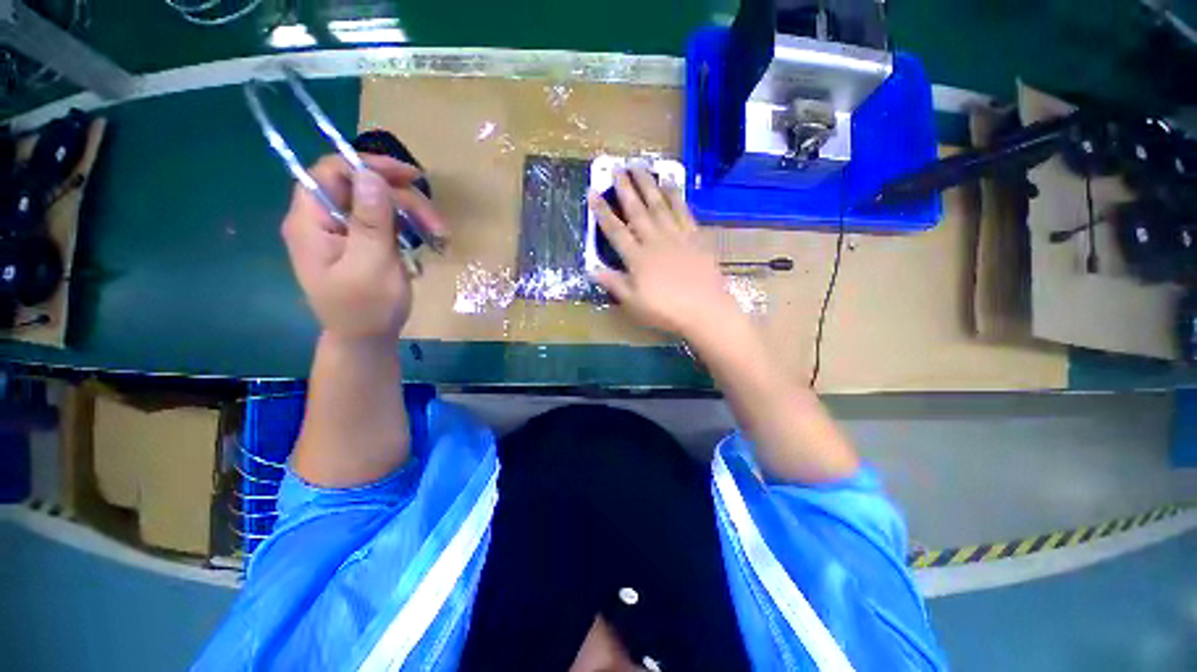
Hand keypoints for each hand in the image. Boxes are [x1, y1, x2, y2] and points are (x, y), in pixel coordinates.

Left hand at [281, 154, 445, 343]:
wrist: (367, 339)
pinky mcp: (364, 241)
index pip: (330, 173)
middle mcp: (324, 219)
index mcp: (311, 222)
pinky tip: (427, 239)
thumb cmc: (366, 308)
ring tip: (440, 236)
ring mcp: (345, 230)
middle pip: (362, 188)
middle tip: (437, 224)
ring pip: (379, 203)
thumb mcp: (371, 265)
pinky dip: (410, 226)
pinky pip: (386, 220)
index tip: (408, 177)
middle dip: (403, 200)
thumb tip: (370, 174)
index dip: (367, 167)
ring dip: (413, 214)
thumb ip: (369, 221)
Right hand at [588, 168, 741, 339]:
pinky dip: (675, 196)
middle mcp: (654, 241)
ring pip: (659, 205)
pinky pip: (683, 211)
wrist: (705, 310)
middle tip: (617, 167)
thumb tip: (592, 270)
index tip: (592, 192)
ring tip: (640, 167)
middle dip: (625, 189)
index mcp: (637, 258)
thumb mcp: (634, 303)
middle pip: (637, 211)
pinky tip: (671, 184)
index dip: (602, 212)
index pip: (615, 231)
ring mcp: (676, 236)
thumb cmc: (666, 311)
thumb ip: (614, 284)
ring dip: (648, 185)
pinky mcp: (694, 237)